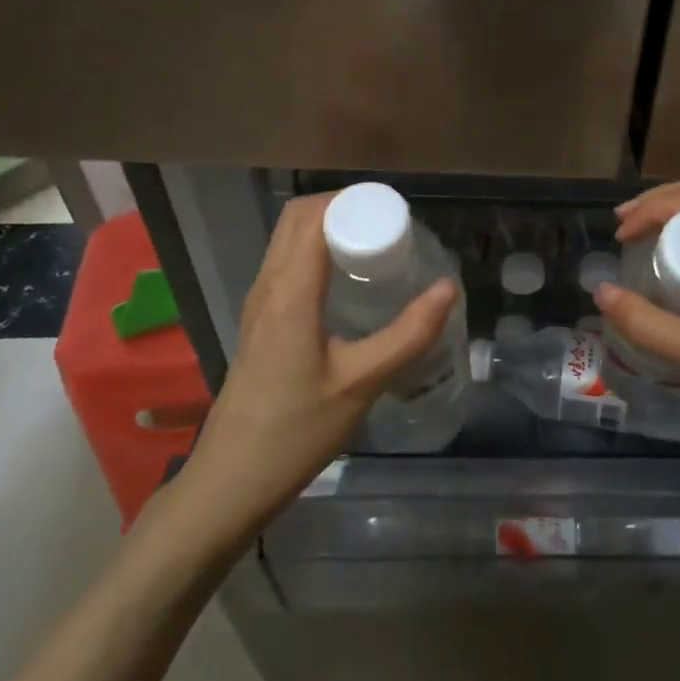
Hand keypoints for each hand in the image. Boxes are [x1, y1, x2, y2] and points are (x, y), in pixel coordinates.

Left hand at [178, 191, 457, 539]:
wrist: (231, 479)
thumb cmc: (296, 430)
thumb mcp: (361, 383)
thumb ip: (408, 334)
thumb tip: (448, 287)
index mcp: (290, 291)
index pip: (314, 216)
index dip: (353, 201)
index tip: (395, 210)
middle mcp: (268, 286)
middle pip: (297, 219)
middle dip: (343, 209)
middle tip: (390, 226)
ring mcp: (258, 304)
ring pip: (288, 242)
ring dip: (327, 229)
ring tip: (374, 246)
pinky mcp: (259, 323)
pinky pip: (286, 265)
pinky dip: (316, 254)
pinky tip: (348, 284)